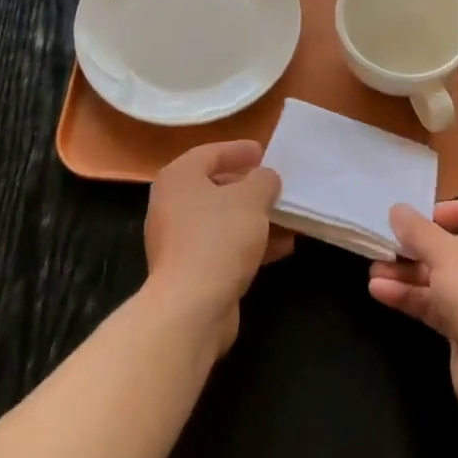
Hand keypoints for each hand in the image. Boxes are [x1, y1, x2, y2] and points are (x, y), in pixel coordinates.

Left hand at [144, 139, 292, 353]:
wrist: (191, 307)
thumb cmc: (219, 238)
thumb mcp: (251, 198)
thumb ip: (263, 180)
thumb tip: (265, 178)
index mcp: (179, 178)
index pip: (210, 152)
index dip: (238, 150)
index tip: (263, 151)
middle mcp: (171, 204)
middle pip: (214, 186)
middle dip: (248, 187)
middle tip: (274, 184)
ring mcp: (177, 240)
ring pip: (222, 219)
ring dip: (253, 218)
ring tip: (286, 217)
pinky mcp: (189, 270)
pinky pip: (222, 246)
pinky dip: (248, 243)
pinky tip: (280, 248)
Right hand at [368, 198, 457, 420]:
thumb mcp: (444, 253)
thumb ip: (417, 231)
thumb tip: (397, 209)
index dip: (448, 210)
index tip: (418, 217)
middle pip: (454, 247)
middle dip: (416, 247)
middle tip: (385, 244)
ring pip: (442, 277)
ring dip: (408, 274)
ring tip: (374, 271)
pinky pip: (438, 304)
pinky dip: (412, 297)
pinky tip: (380, 292)